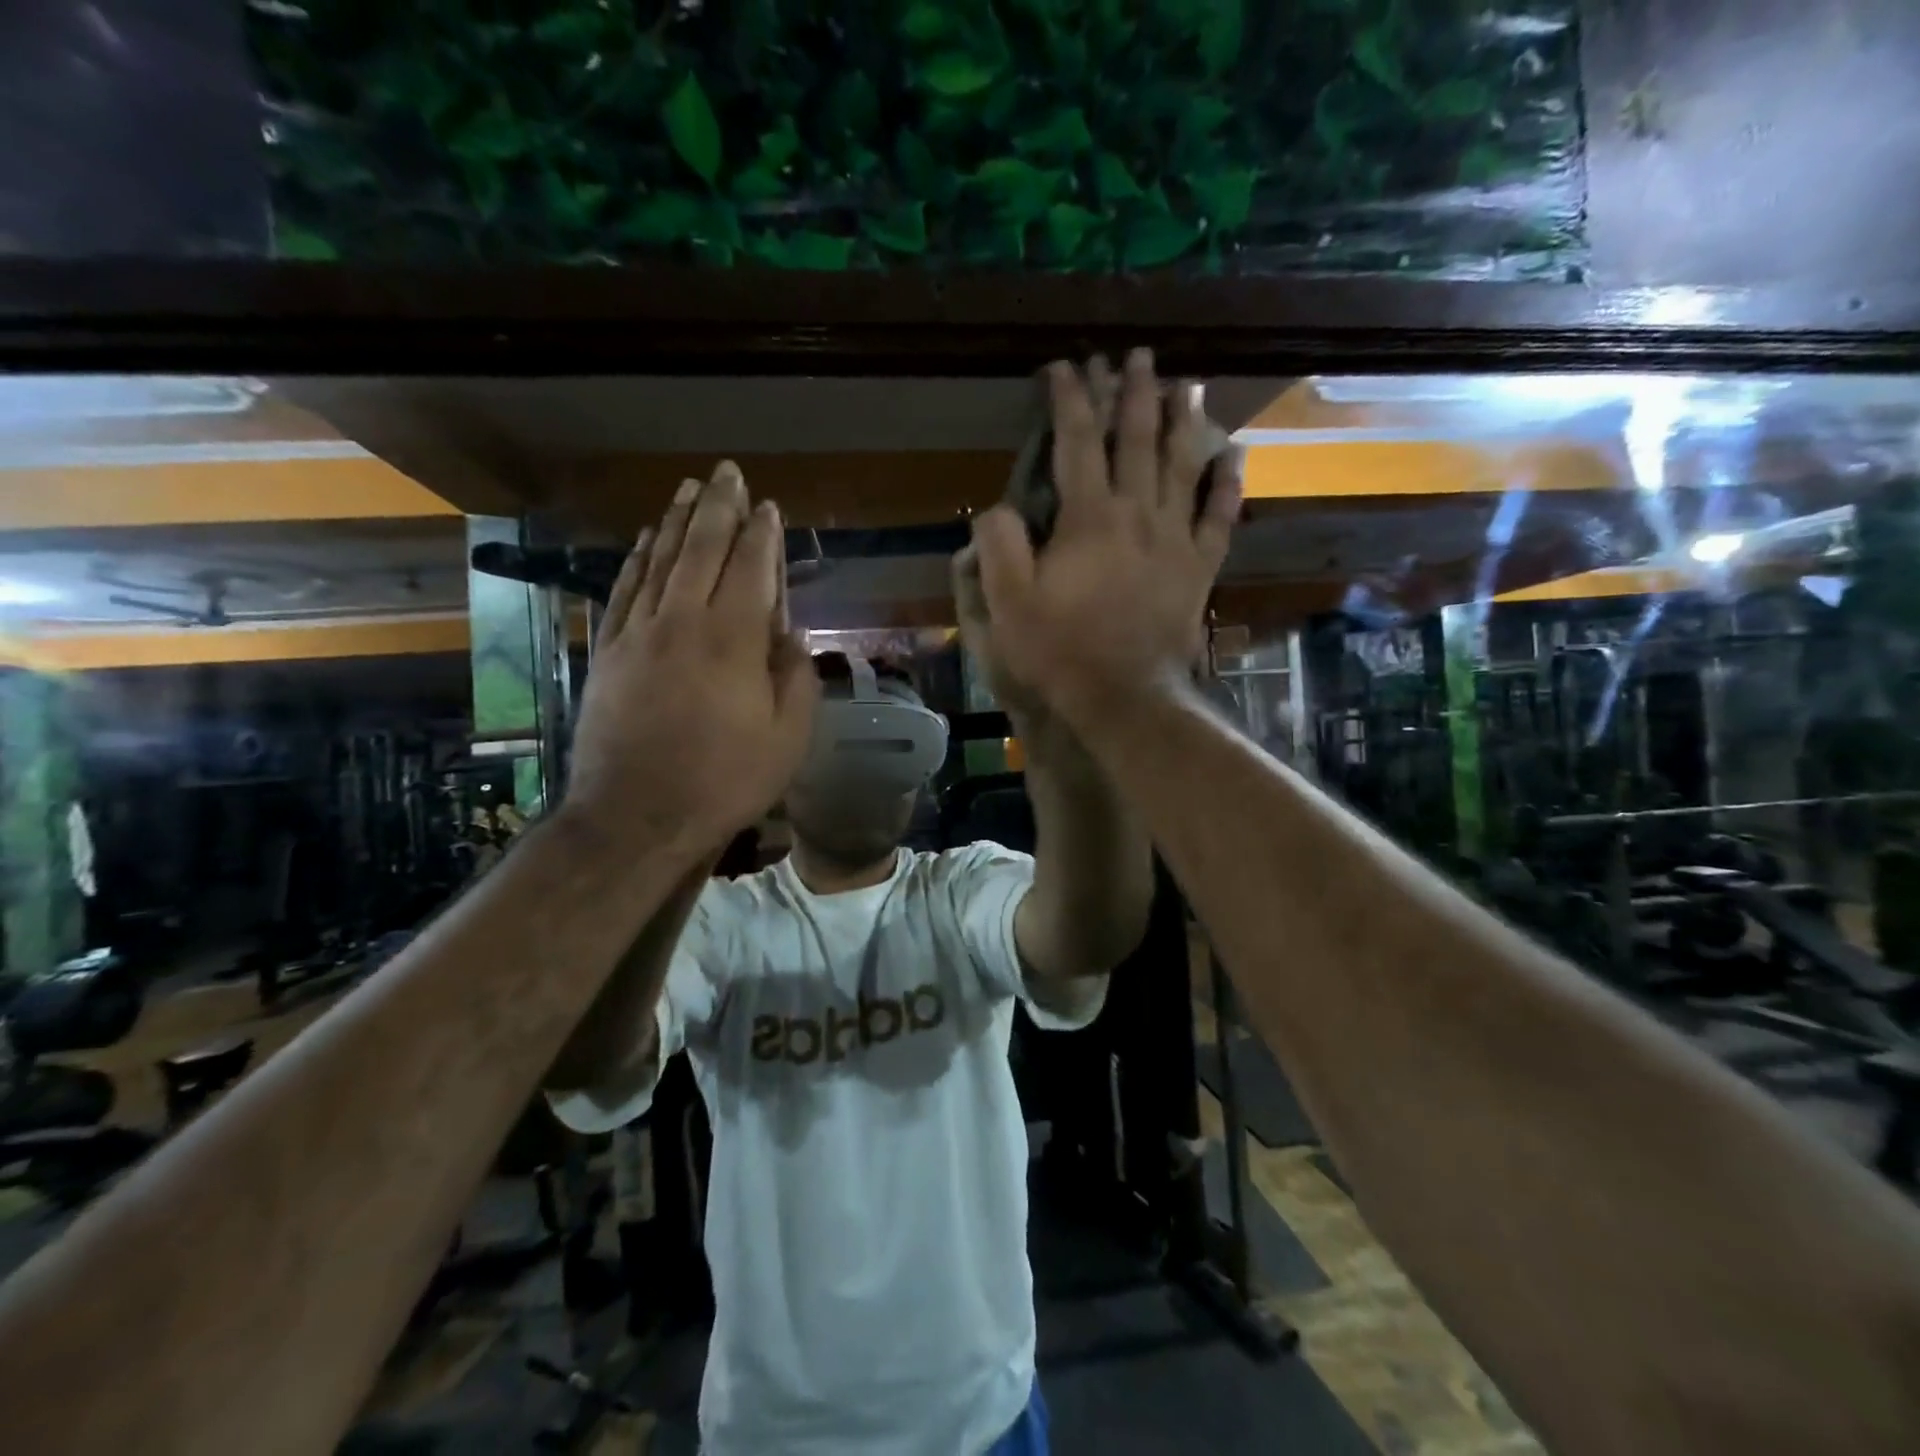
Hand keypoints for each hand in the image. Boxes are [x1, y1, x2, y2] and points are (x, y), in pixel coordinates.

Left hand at [564, 463, 817, 852]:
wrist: (637, 815)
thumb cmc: (725, 780)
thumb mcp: (788, 738)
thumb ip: (795, 677)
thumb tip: (789, 635)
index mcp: (734, 639)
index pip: (752, 568)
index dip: (763, 534)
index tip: (769, 507)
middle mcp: (683, 621)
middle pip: (702, 548)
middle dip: (718, 507)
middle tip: (727, 473)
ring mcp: (639, 633)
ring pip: (659, 561)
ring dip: (676, 521)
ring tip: (687, 490)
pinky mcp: (609, 651)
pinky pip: (625, 591)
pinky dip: (637, 560)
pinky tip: (645, 542)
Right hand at [970, 349, 1240, 725]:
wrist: (1124, 694)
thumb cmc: (1060, 650)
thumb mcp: (1008, 603)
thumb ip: (999, 547)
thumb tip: (1000, 507)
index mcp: (1087, 517)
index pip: (1077, 440)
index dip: (1071, 398)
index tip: (1067, 366)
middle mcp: (1137, 512)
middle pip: (1137, 438)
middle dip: (1133, 391)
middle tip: (1136, 357)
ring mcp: (1175, 537)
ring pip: (1183, 464)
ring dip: (1184, 420)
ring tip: (1186, 385)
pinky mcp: (1200, 565)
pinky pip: (1220, 515)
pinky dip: (1227, 482)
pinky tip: (1233, 455)